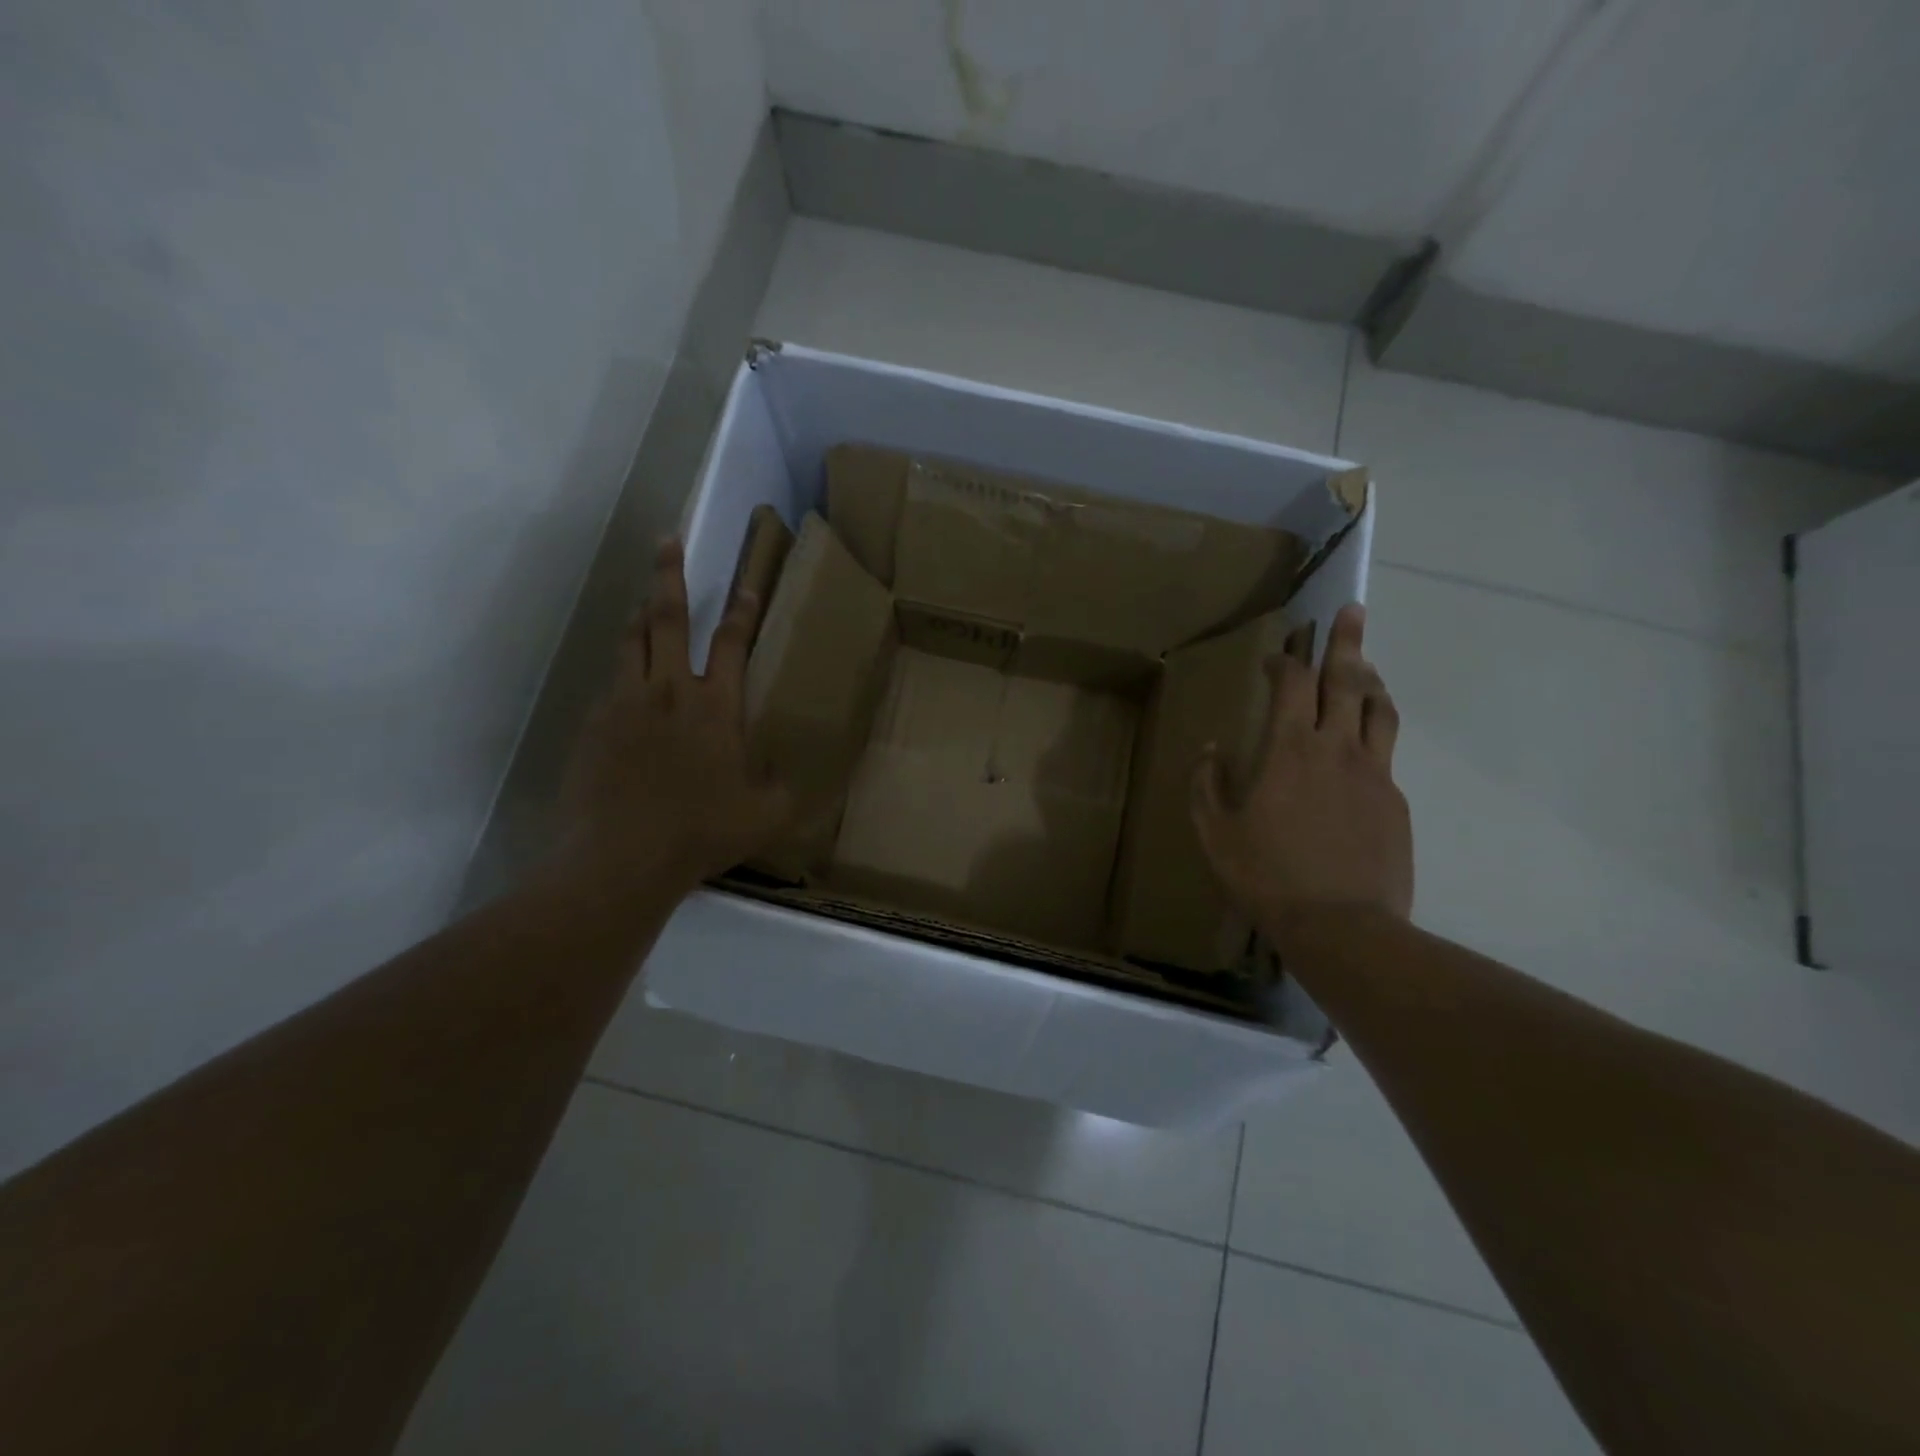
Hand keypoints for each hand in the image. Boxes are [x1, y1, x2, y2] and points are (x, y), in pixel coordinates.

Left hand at [560, 539, 791, 895]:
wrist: (623, 857)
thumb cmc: (702, 832)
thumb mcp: (766, 815)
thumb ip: (781, 786)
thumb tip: (783, 772)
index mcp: (716, 707)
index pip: (731, 643)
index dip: (742, 610)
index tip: (748, 582)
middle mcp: (669, 692)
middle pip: (667, 619)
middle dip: (669, 576)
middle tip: (666, 541)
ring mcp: (625, 704)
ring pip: (630, 641)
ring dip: (639, 612)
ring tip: (643, 595)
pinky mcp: (593, 725)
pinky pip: (611, 684)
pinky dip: (622, 671)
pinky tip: (626, 682)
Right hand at [1190, 603, 1412, 940]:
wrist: (1342, 925)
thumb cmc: (1266, 875)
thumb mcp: (1215, 831)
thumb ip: (1207, 784)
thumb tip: (1211, 750)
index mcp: (1288, 749)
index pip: (1291, 685)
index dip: (1285, 660)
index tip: (1276, 653)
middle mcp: (1337, 748)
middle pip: (1346, 681)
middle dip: (1346, 642)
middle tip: (1353, 611)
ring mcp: (1374, 773)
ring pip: (1379, 711)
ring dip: (1371, 682)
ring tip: (1366, 669)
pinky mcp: (1395, 801)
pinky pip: (1386, 754)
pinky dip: (1375, 734)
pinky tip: (1364, 748)